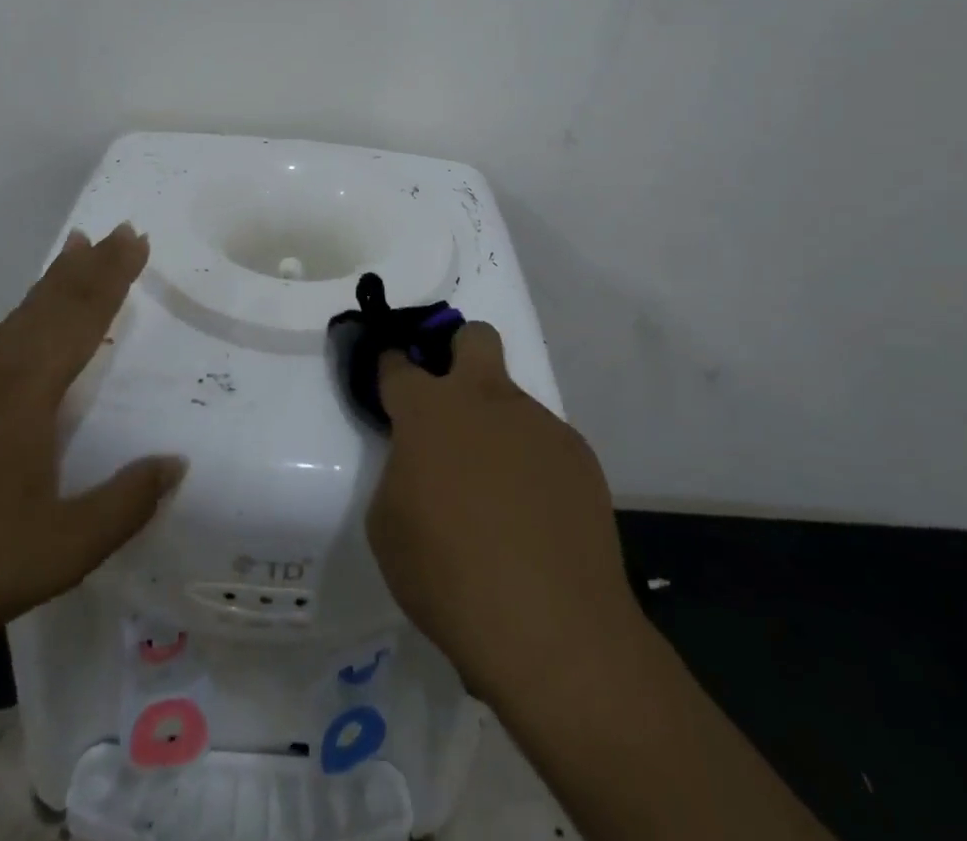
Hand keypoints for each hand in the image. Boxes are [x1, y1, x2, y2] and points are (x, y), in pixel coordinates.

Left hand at [0, 224, 183, 704]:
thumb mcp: (60, 552)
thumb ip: (125, 504)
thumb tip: (176, 463)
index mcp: (27, 394)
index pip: (82, 319)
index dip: (113, 278)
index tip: (137, 239)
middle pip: (51, 305)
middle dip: (90, 266)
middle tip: (120, 229)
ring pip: (13, 320)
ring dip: (48, 283)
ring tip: (73, 248)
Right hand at [366, 322, 639, 701]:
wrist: (553, 628)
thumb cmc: (448, 575)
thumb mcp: (387, 526)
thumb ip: (400, 472)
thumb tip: (422, 462)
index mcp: (430, 411)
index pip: (398, 364)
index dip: (389, 366)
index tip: (389, 381)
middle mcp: (486, 400)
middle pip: (475, 337)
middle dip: (457, 351)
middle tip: (449, 403)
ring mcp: (538, 424)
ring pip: (511, 401)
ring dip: (496, 429)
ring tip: (499, 499)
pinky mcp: (579, 455)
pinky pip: (544, 444)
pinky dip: (532, 466)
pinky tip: (535, 519)